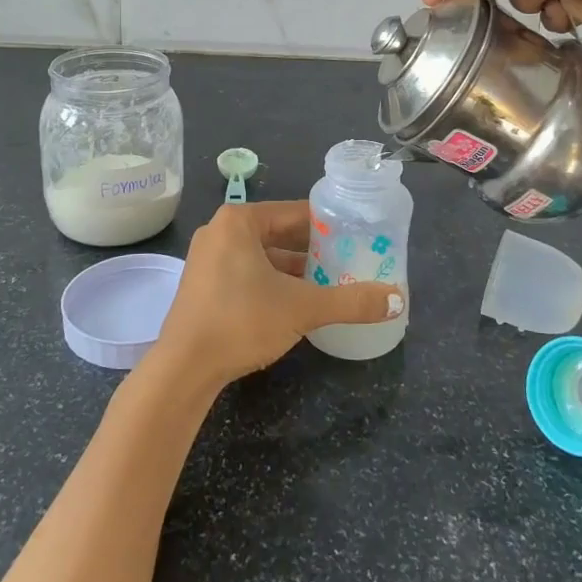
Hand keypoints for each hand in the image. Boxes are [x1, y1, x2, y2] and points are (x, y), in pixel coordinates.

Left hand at [156, 201, 401, 389]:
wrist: (183, 368)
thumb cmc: (242, 321)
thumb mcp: (302, 308)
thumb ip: (351, 301)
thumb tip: (398, 301)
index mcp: (240, 220)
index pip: (296, 212)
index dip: (329, 224)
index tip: (357, 236)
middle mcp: (220, 230)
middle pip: (279, 232)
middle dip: (314, 249)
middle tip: (350, 261)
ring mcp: (208, 258)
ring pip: (263, 255)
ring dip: (294, 268)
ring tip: (330, 282)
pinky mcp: (203, 284)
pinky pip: (247, 271)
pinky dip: (272, 281)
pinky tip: (297, 301)